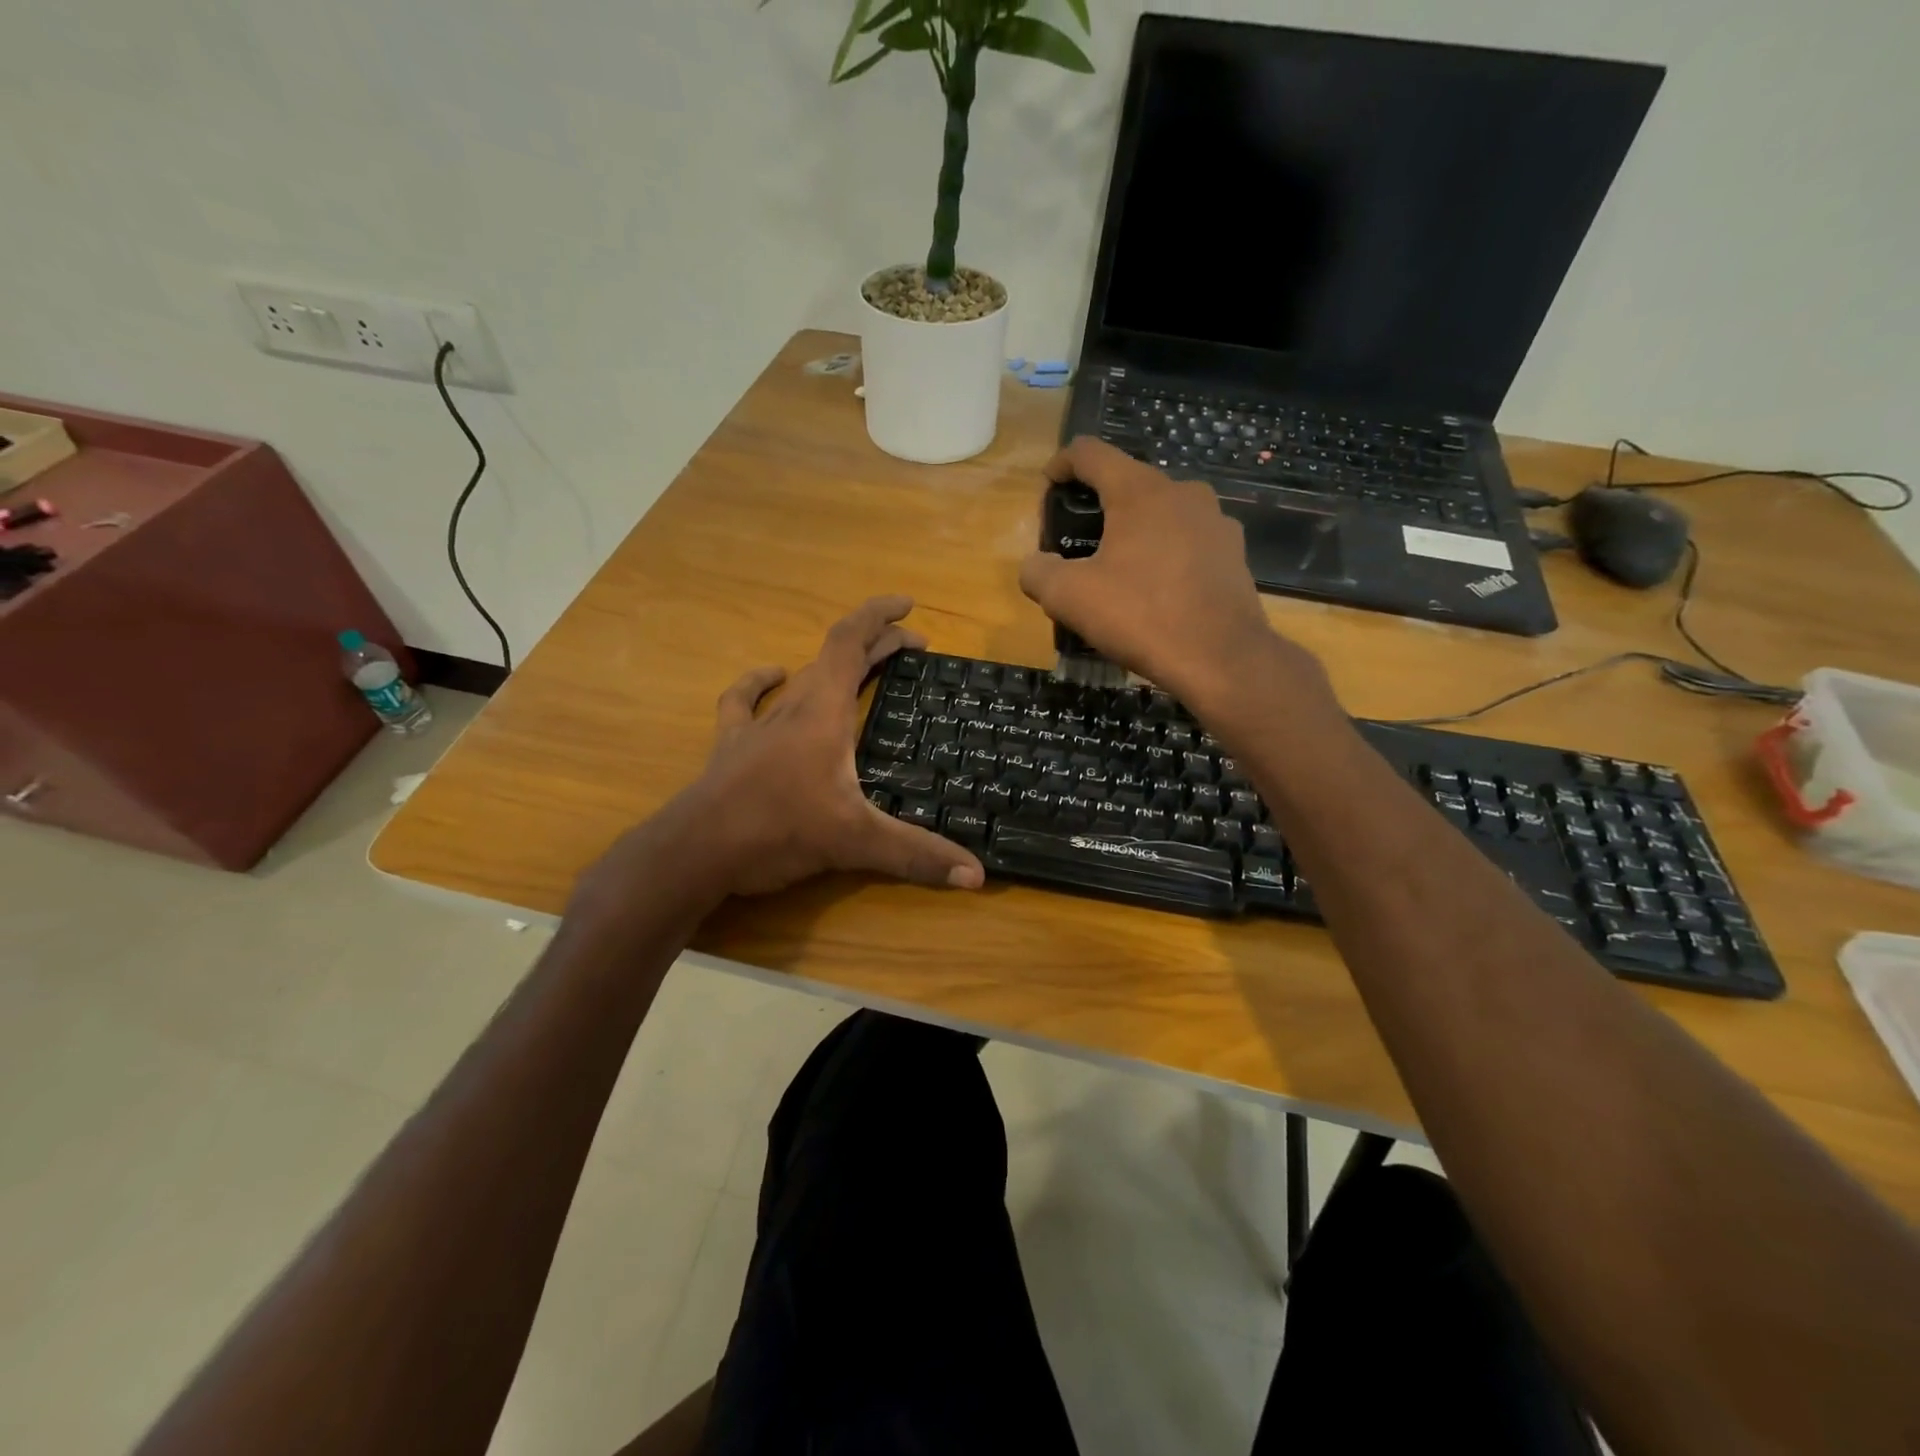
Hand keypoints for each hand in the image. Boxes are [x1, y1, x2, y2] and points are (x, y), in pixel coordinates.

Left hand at [622, 596, 984, 901]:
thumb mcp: (855, 841)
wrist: (695, 851)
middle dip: (875, 645)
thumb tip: (976, 876)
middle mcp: (792, 708)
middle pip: (835, 657)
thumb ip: (916, 855)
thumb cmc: (778, 830)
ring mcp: (758, 726)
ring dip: (833, 665)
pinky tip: (774, 677)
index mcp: (824, 712)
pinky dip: (762, 684)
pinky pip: (746, 702)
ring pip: (800, 678)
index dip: (879, 617)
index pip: (850, 642)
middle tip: (910, 648)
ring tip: (860, 665)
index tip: (907, 605)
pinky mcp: (731, 747)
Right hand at [1019, 438, 1326, 714]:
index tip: (1047, 490)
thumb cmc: (1140, 616)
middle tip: (1077, 545)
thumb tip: (1035, 566)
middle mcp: (1183, 492)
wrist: (1221, 659)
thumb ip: (1038, 572)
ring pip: (1161, 514)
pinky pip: (1187, 542)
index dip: (1060, 465)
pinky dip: (1163, 556)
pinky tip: (1154, 592)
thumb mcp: (1068, 598)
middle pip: (1127, 483)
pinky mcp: (1233, 554)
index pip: (1090, 453)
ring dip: (1133, 533)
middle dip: (1097, 507)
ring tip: (1116, 572)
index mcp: (1139, 491)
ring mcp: (1215, 522)